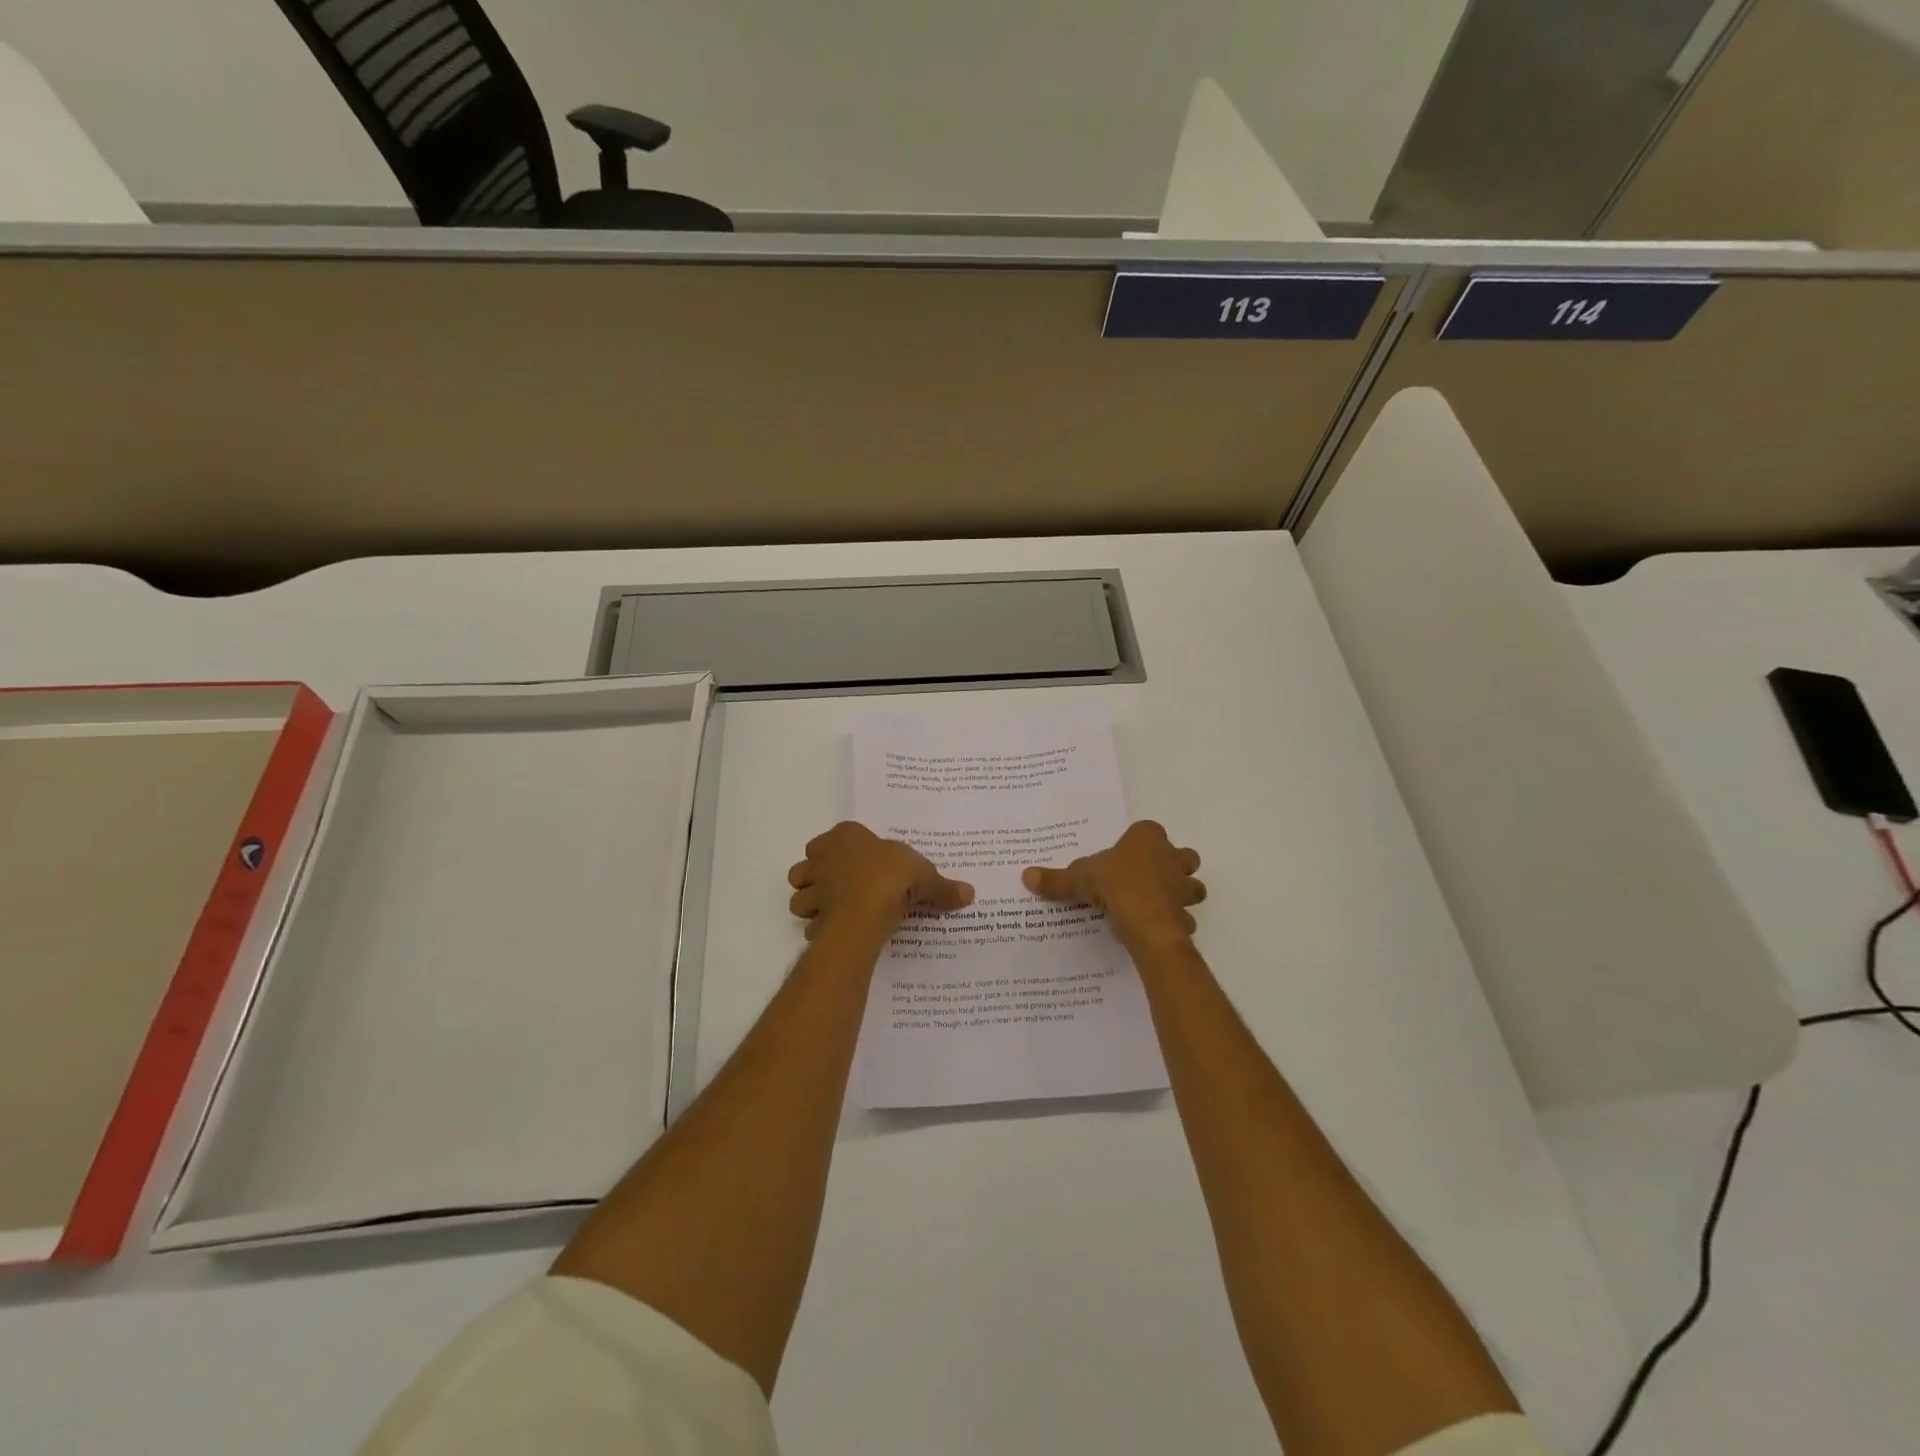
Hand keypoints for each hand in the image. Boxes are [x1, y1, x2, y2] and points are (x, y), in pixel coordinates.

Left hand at [788, 822, 973, 939]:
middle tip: (845, 888)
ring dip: (813, 904)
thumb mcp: (925, 876)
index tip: (865, 863)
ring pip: (800, 894)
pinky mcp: (811, 916)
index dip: (847, 849)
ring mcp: (813, 887)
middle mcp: (822, 857)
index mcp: (846, 836)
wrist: (866, 911)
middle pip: (809, 864)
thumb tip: (970, 893)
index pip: (838, 836)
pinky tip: (839, 933)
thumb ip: (943, 886)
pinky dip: (820, 929)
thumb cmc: (891, 877)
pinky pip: (810, 923)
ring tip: (837, 912)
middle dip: (820, 876)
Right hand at [1023, 820, 1204, 951]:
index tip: (1125, 855)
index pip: (1149, 830)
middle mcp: (1171, 857)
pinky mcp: (1185, 914)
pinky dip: (1176, 923)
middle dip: (1173, 865)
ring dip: (1181, 894)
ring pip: (1192, 886)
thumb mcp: (1079, 879)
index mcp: (1147, 839)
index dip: (1139, 841)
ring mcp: (1182, 887)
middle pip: (1183, 856)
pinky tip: (1156, 928)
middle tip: (1149, 878)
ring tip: (1157, 904)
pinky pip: (1185, 917)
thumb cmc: (1115, 885)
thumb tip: (1026, 875)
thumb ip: (1056, 879)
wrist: (1145, 921)